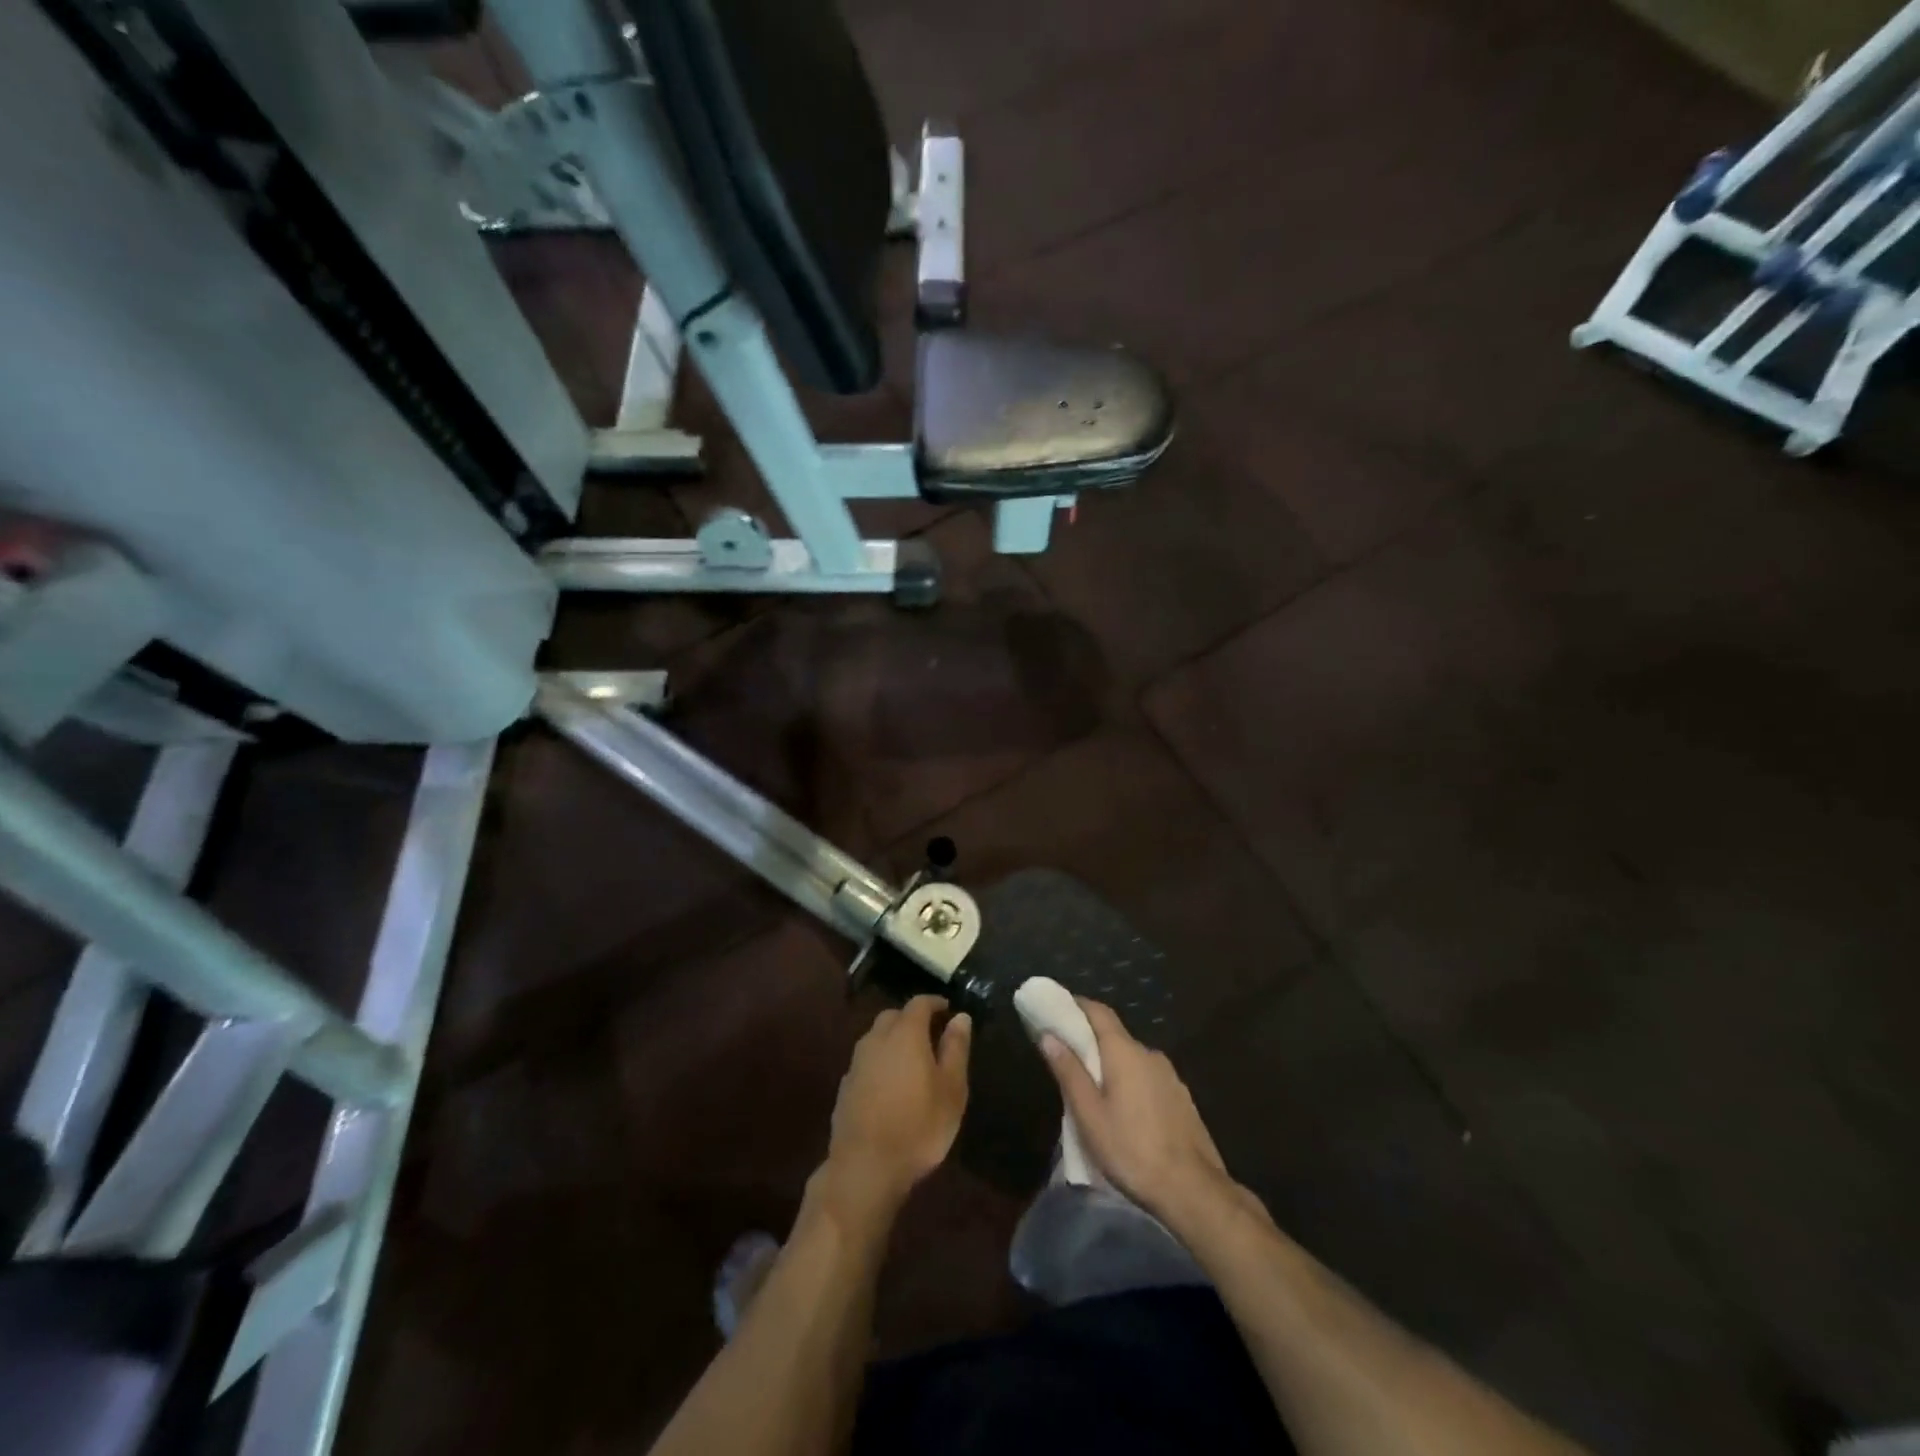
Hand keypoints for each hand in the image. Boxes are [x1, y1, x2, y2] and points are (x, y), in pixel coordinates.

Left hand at [822, 997, 971, 1217]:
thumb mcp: (952, 1089)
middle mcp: (876, 1039)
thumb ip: (956, 1049)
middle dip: (912, 1019)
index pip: (919, 1003)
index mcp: (905, 1033)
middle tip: (931, 1035)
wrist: (865, 1167)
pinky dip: (880, 1062)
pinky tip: (890, 1085)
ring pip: (876, 1038)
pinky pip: (866, 1061)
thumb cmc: (918, 1126)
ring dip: (893, 1040)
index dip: (935, 1003)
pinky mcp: (845, 1086)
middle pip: (893, 1016)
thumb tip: (960, 1017)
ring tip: (912, 1061)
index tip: (948, 1010)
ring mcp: (857, 1062)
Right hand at [1040, 998, 1239, 1231]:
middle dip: (1091, 1041)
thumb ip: (1069, 1072)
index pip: (1099, 1012)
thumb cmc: (1131, 1149)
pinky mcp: (1181, 1098)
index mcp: (1125, 1051)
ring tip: (1094, 1091)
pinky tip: (1125, 1111)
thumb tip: (1048, 1036)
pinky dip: (1131, 1082)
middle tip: (1068, 1058)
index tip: (1057, 1009)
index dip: (1077, 1006)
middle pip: (1115, 1036)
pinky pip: (1148, 1078)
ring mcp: (1170, 1076)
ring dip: (1112, 1066)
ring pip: (1132, 1060)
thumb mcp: (1089, 1114)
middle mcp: (1149, 1054)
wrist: (1192, 1189)